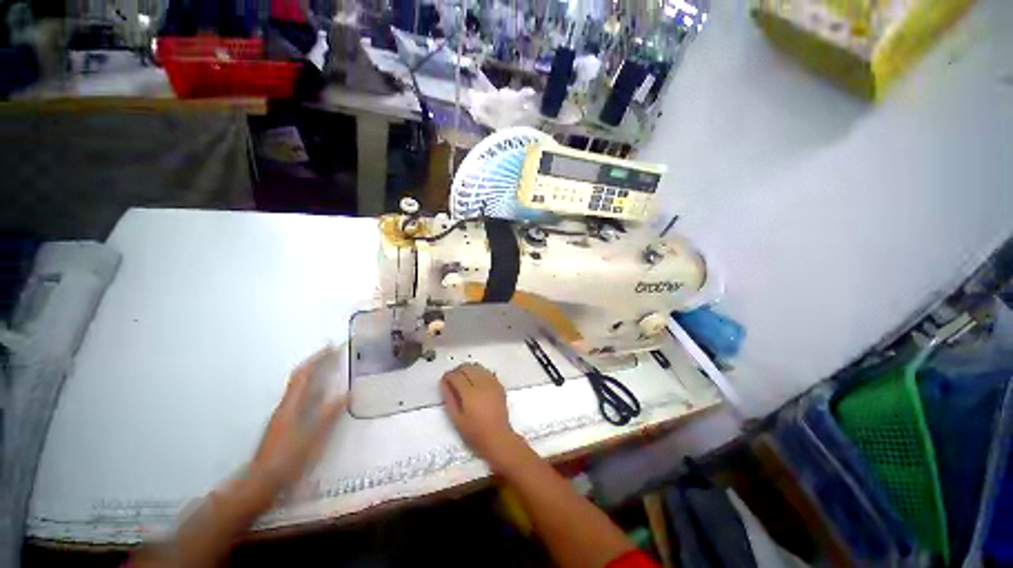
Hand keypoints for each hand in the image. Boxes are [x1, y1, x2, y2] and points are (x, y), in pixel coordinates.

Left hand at [251, 347, 346, 493]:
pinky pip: (299, 395)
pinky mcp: (283, 422)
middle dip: (315, 361)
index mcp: (290, 405)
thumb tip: (345, 393)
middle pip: (299, 376)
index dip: (318, 358)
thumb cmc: (287, 459)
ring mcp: (282, 413)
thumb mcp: (312, 438)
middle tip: (333, 352)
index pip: (304, 374)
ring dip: (313, 372)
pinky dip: (311, 386)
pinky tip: (320, 393)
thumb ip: (328, 415)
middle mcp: (284, 405)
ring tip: (329, 367)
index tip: (332, 346)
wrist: (261, 482)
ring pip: (298, 385)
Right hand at [440, 363, 521, 468]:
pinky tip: (475, 381)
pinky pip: (487, 371)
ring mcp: (492, 383)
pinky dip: (479, 372)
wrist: (498, 438)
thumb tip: (444, 383)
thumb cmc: (475, 433)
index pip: (457, 375)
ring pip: (477, 367)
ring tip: (463, 380)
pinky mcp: (499, 385)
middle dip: (457, 370)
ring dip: (468, 369)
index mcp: (470, 393)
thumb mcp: (457, 419)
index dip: (448, 376)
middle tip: (452, 380)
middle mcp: (482, 384)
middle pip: (467, 367)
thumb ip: (449, 399)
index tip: (444, 380)